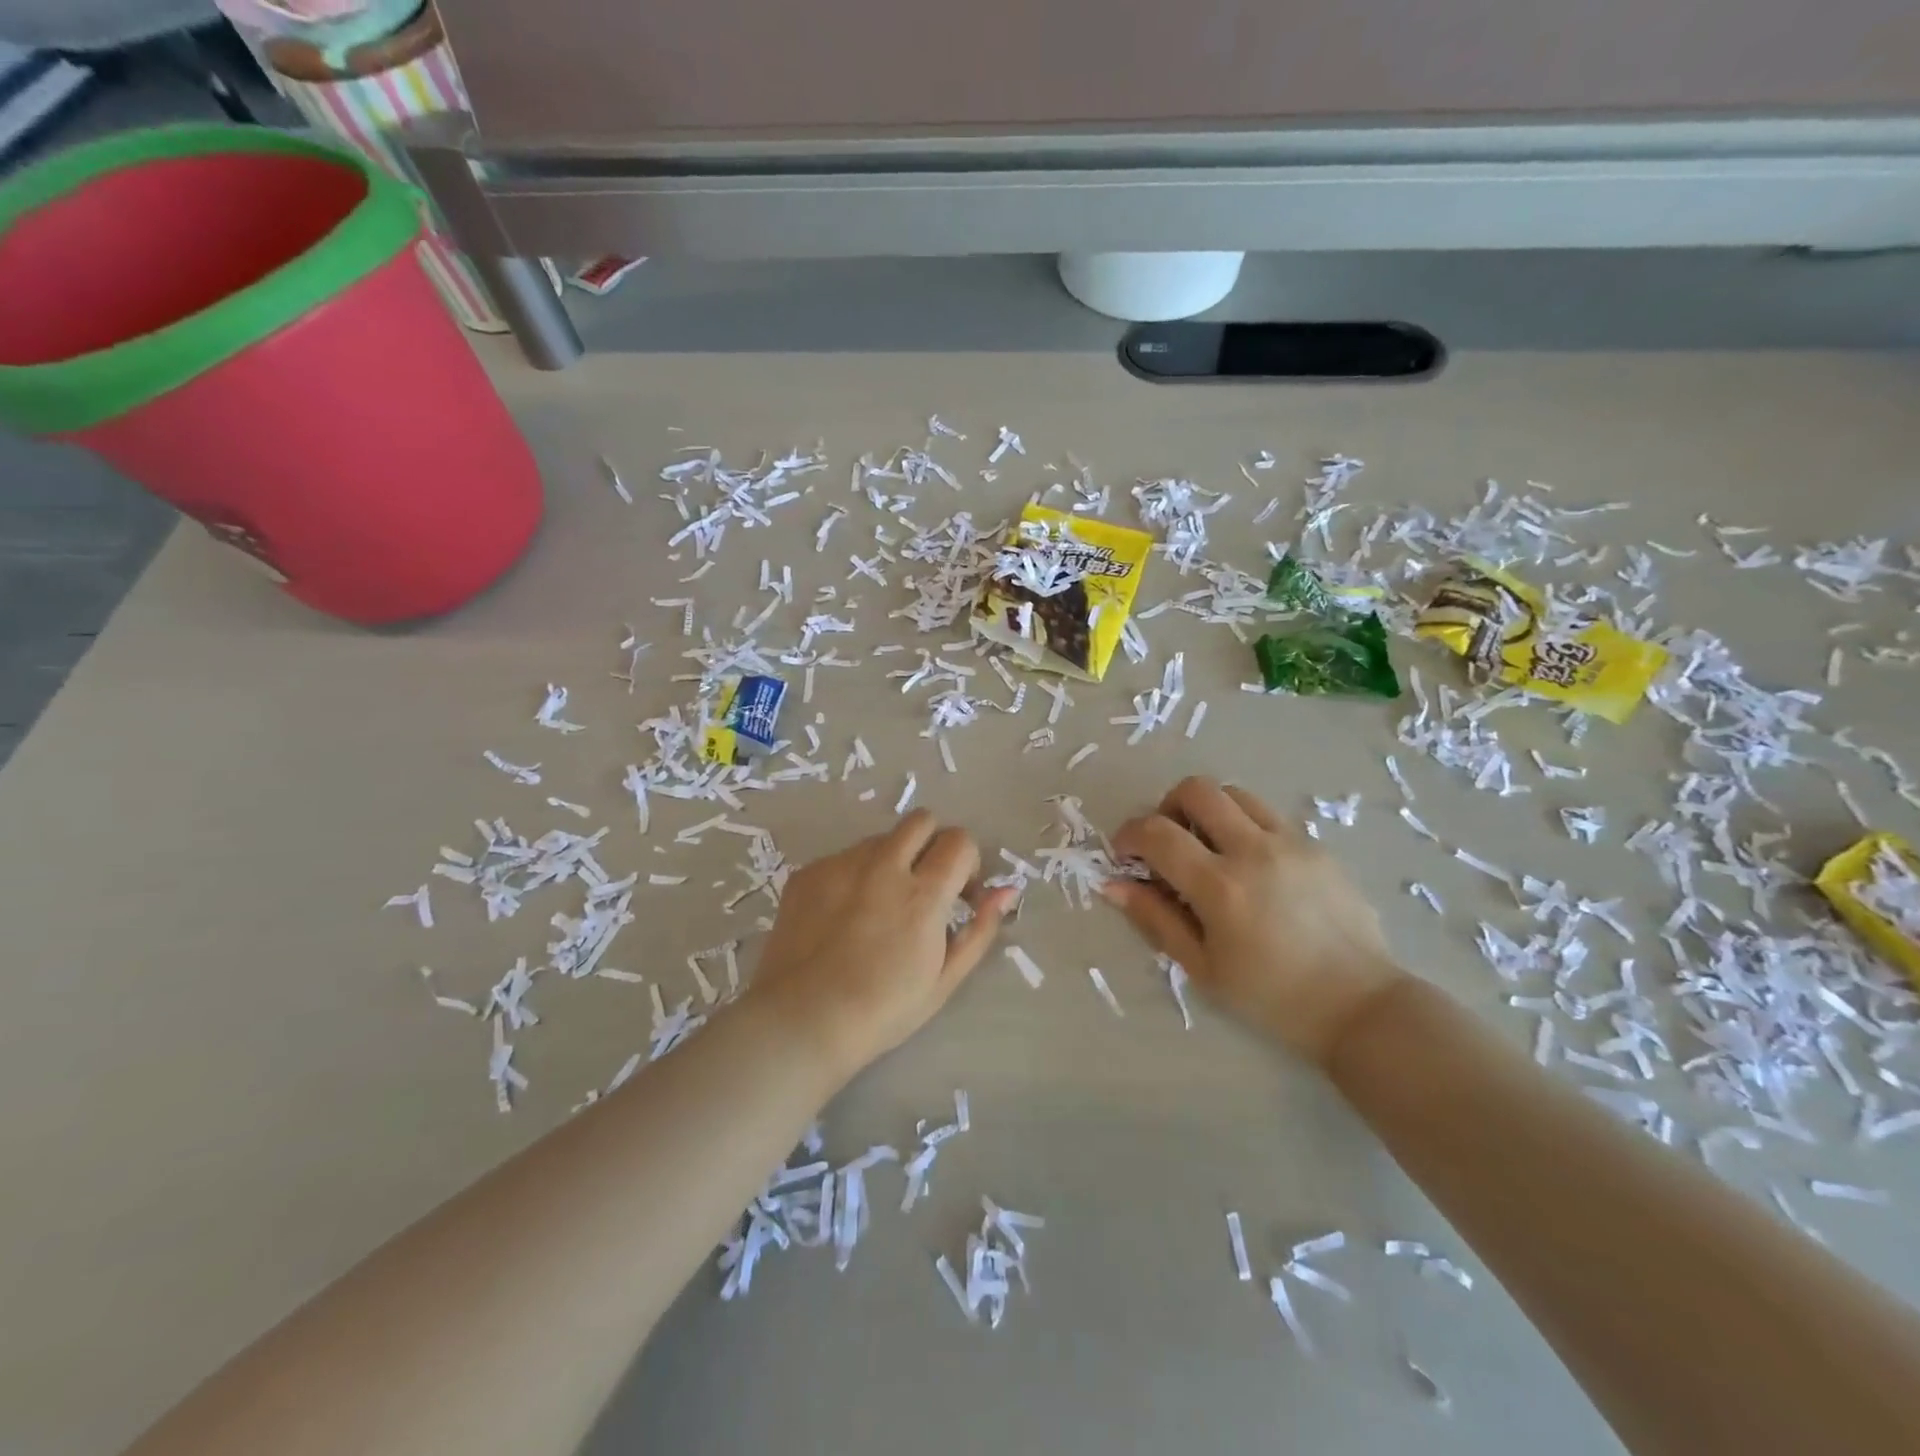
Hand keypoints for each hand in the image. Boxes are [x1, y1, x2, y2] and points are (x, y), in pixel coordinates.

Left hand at [747, 811, 1016, 1080]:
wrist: (802, 1021)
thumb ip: (980, 929)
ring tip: (878, 904)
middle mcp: (883, 867)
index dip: (967, 862)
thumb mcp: (945, 979)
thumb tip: (1007, 891)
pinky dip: (853, 875)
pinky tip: (842, 916)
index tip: (958, 892)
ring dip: (891, 859)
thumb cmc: (883, 1010)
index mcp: (923, 894)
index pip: (960, 840)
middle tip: (924, 883)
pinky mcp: (808, 872)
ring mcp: (841, 865)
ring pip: (880, 839)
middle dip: (932, 843)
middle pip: (921, 820)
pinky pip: (842, 857)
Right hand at [1104, 777, 1406, 1066]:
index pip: (1157, 832)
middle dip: (1167, 807)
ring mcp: (1291, 843)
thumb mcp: (1203, 968)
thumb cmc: (1272, 997)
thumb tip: (1113, 884)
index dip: (1129, 835)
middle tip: (1167, 843)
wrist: (1360, 1006)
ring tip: (1208, 848)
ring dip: (1208, 810)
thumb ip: (1155, 919)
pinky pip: (1268, 816)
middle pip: (1197, 790)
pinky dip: (1244, 826)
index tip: (1125, 855)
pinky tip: (1250, 867)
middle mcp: (1255, 850)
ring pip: (1235, 793)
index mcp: (1221, 886)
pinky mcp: (1317, 846)